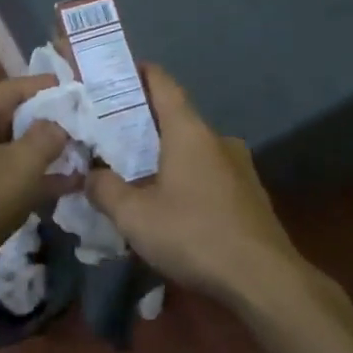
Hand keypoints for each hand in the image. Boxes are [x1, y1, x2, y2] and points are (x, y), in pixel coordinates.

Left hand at [0, 74, 72, 278]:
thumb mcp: (24, 164)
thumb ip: (48, 135)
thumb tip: (58, 124)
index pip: (12, 88)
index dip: (48, 89)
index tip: (82, 91)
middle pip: (11, 117)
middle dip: (50, 123)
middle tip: (87, 125)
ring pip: (11, 149)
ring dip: (45, 153)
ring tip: (84, 154)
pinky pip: (5, 174)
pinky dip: (32, 177)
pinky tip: (69, 185)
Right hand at [87, 65, 308, 306]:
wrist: (264, 279)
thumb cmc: (194, 235)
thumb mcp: (135, 217)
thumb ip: (105, 190)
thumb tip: (89, 175)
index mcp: (189, 131)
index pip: (162, 83)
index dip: (138, 73)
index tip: (113, 74)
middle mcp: (217, 138)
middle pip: (175, 117)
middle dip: (142, 122)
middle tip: (108, 133)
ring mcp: (238, 165)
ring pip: (192, 148)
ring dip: (165, 154)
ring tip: (134, 173)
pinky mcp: (248, 193)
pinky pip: (208, 172)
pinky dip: (185, 176)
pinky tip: (170, 204)